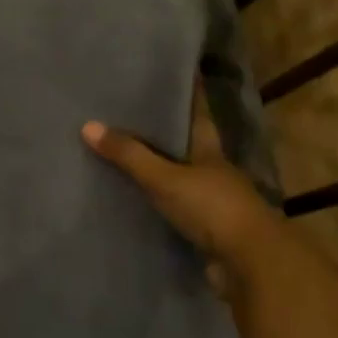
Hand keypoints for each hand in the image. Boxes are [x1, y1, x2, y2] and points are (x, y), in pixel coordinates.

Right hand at [82, 87, 273, 264]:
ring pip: (181, 178)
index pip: (198, 115)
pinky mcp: (206, 230)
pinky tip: (137, 201)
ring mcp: (213, 203)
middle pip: (187, 146)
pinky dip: (159, 204)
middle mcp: (214, 172)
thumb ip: (129, 155)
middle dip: (165, 134)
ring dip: (160, 171)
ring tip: (125, 158)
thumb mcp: (165, 178)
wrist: (250, 263)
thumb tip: (87, 125)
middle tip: (131, 117)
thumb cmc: (211, 208)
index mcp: (209, 151)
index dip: (190, 95)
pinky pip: (176, 209)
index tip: (179, 75)